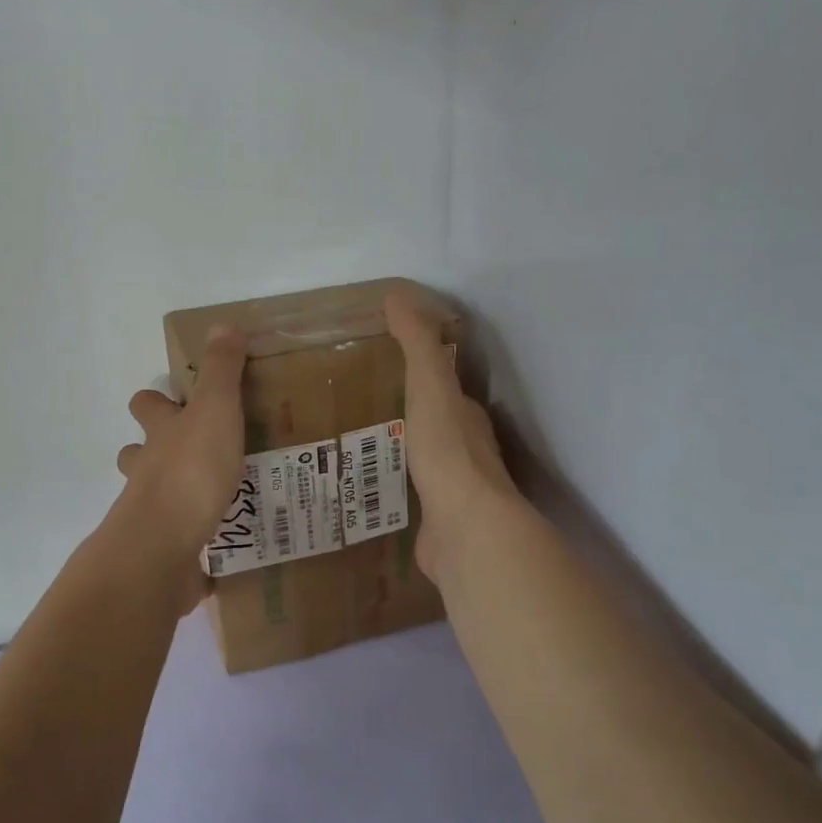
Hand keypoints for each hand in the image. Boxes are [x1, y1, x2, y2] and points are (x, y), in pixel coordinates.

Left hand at [113, 325, 248, 594]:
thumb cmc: (190, 471)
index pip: (146, 406)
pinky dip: (194, 546)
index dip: (157, 401)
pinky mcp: (164, 554)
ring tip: (217, 498)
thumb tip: (221, 325)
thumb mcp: (215, 410)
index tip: (180, 400)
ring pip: (155, 498)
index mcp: (160, 434)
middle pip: (138, 454)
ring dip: (177, 496)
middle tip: (200, 451)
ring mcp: (151, 514)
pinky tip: (221, 551)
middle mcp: (148, 471)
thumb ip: (221, 371)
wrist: (162, 547)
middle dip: (157, 451)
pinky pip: (179, 546)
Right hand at [384, 289, 519, 580]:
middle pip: (434, 423)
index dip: (423, 372)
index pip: (446, 386)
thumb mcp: (430, 385)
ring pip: (421, 461)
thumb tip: (397, 293)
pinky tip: (364, 487)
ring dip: (398, 451)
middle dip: (407, 414)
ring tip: (354, 443)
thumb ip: (417, 342)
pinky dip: (392, 488)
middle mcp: (465, 450)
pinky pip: (410, 497)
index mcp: (466, 415)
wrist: (463, 528)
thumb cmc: (447, 450)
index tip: (387, 362)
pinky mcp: (435, 522)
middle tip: (362, 402)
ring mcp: (452, 490)